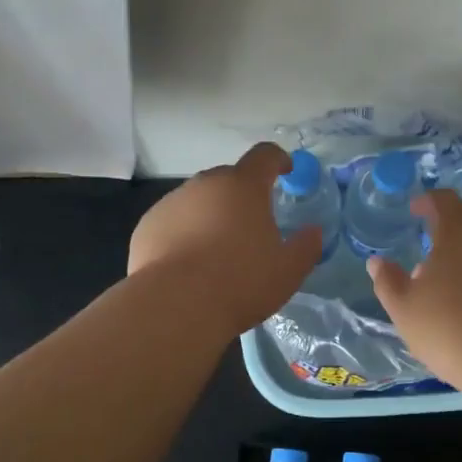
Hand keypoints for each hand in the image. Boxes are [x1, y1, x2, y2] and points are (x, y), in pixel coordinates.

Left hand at [128, 143, 320, 335]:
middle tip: (252, 227)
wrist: (175, 306)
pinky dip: (184, 233)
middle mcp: (206, 184)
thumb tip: (313, 232)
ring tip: (217, 252)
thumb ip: (306, 246)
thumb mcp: (288, 270)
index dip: (278, 160)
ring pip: (199, 201)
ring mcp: (172, 202)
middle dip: (242, 196)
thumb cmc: (240, 282)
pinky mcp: (148, 225)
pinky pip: (174, 222)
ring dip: (211, 215)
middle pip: (229, 179)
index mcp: (243, 186)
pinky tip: (188, 265)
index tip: (285, 171)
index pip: (264, 156)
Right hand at [368, 189, 461, 388]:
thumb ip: (388, 282)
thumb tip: (377, 262)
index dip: (427, 202)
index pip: (443, 201)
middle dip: (447, 246)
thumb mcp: (405, 310)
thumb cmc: (452, 329)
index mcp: (459, 234)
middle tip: (430, 275)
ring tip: (457, 301)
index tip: (416, 210)